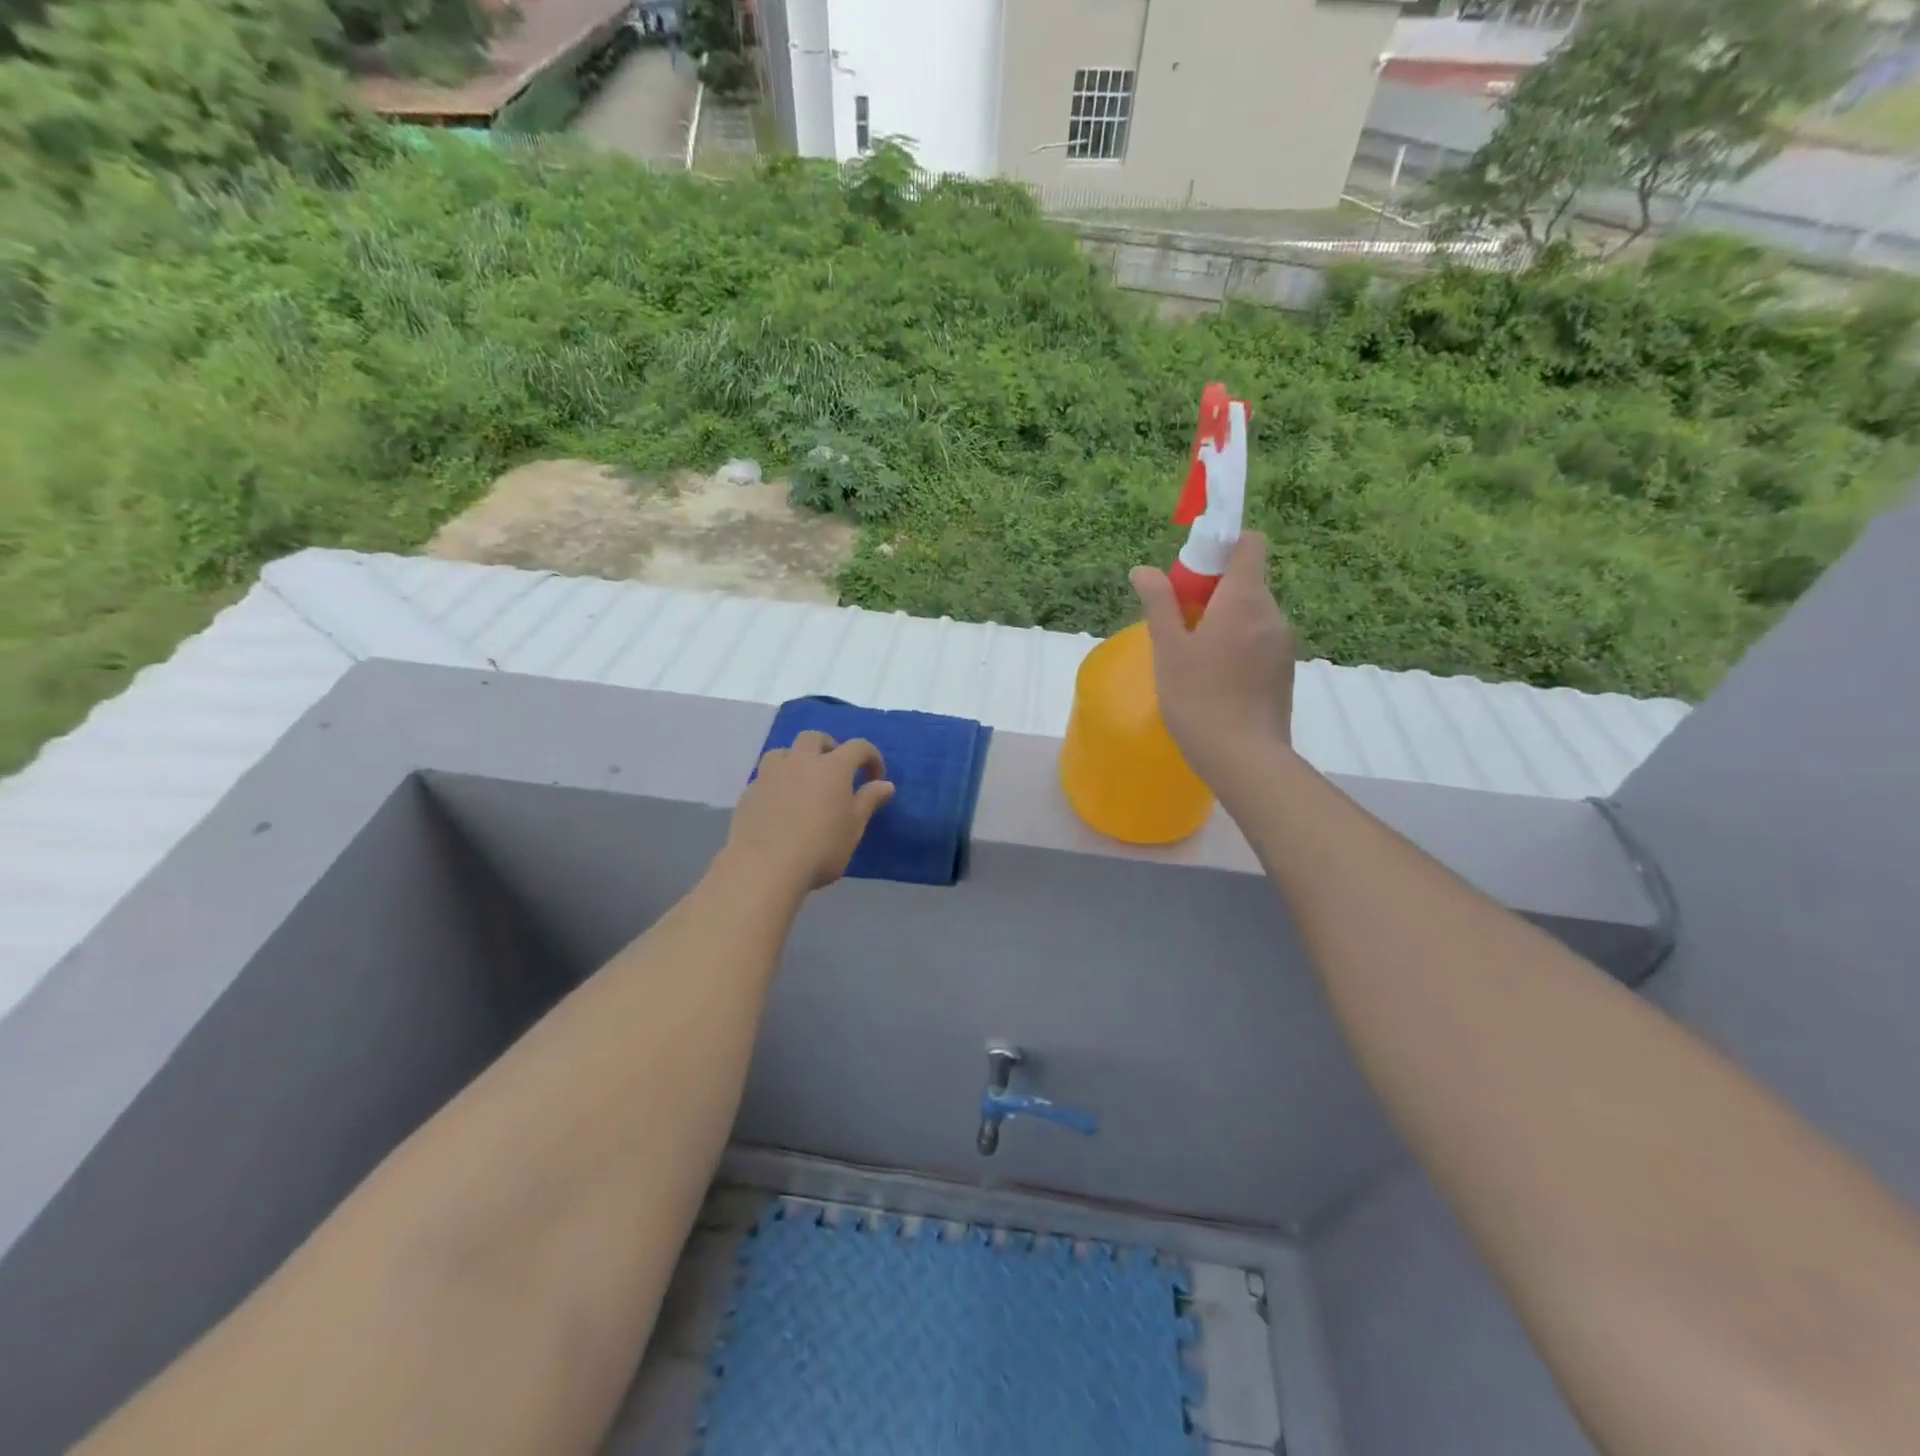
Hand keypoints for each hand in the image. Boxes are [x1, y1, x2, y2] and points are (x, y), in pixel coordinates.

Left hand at [724, 732, 895, 895]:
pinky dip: (777, 783)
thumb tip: (885, 784)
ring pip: (783, 752)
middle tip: (836, 770)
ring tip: (803, 782)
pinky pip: (765, 777)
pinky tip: (779, 805)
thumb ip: (868, 801)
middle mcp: (800, 761)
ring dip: (796, 759)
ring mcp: (770, 774)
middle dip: (829, 747)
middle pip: (814, 738)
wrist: (764, 867)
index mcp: (832, 767)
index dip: (871, 757)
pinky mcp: (749, 792)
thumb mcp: (853, 828)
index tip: (876, 778)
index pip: (858, 747)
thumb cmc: (820, 848)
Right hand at [1131, 531, 1296, 796]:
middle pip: (1246, 581)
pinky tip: (1213, 678)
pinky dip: (1237, 645)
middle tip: (1179, 622)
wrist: (1244, 758)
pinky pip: (1259, 641)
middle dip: (1213, 591)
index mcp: (1245, 599)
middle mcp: (1272, 614)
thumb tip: (1144, 571)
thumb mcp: (1169, 649)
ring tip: (1193, 656)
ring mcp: (1283, 645)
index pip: (1249, 544)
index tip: (1192, 570)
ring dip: (1224, 621)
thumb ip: (1159, 604)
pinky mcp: (1285, 672)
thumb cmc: (1198, 698)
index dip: (1222, 546)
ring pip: (1251, 614)